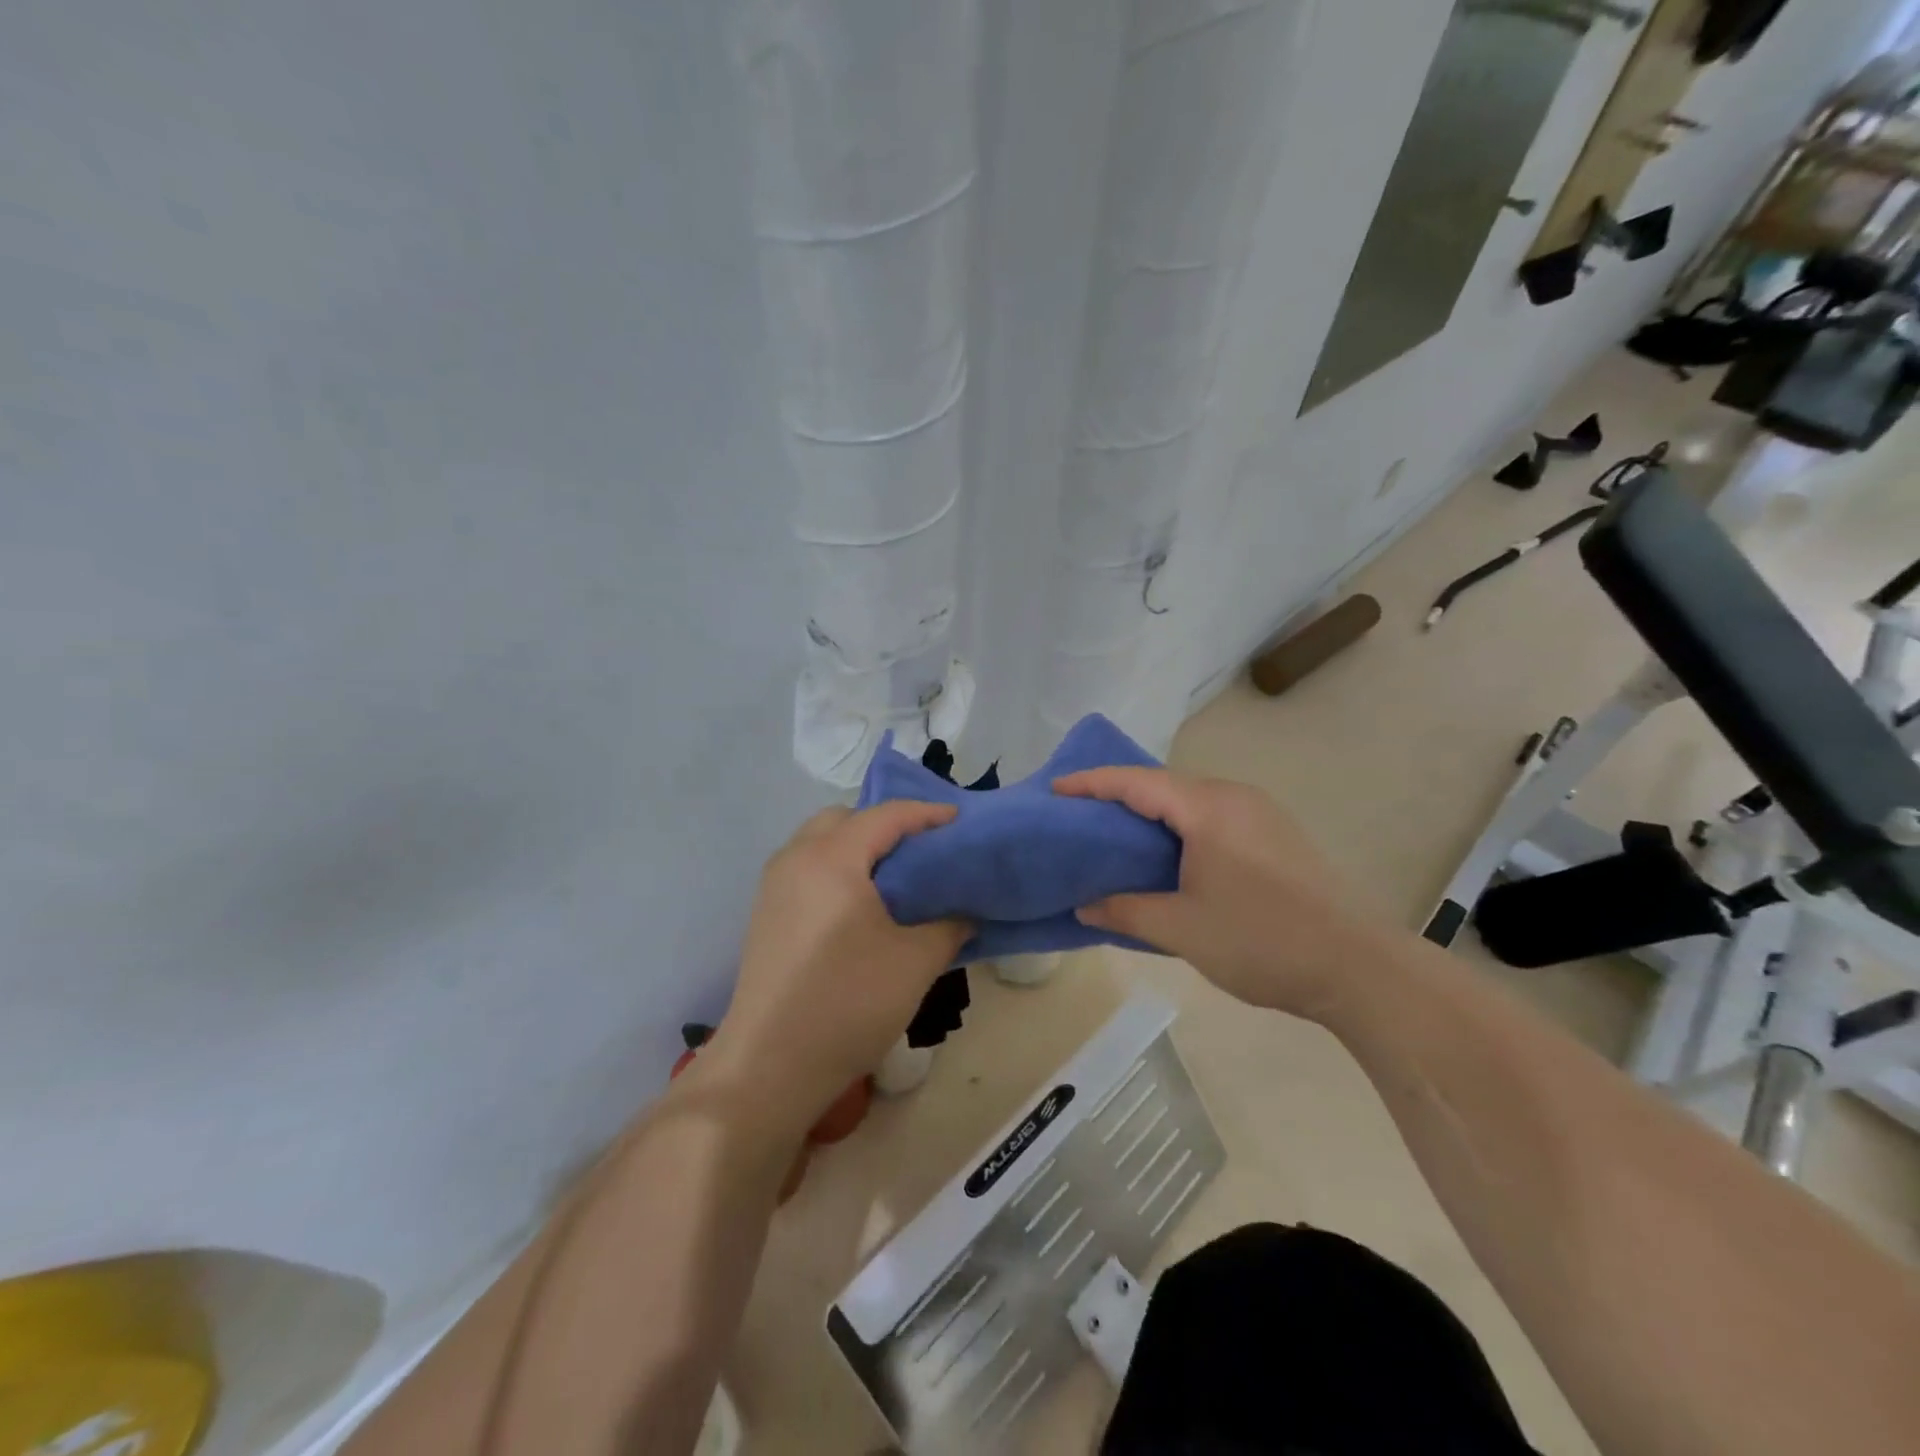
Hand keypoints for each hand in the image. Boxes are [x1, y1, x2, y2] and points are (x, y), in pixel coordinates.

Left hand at [703, 802, 968, 1130]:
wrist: (769, 1066)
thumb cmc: (848, 1002)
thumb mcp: (915, 962)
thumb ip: (950, 925)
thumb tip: (966, 912)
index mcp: (831, 858)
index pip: (886, 815)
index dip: (927, 814)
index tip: (961, 823)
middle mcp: (796, 859)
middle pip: (846, 819)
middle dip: (887, 825)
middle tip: (924, 851)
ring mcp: (774, 887)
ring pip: (821, 842)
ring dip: (859, 847)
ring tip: (897, 878)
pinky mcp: (766, 914)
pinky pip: (808, 869)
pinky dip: (839, 868)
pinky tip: (863, 906)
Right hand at [1053, 767, 1374, 1019]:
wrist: (1359, 968)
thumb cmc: (1261, 941)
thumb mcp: (1181, 929)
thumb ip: (1125, 910)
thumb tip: (1084, 905)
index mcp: (1208, 808)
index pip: (1136, 782)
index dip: (1091, 783)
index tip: (1055, 789)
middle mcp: (1234, 797)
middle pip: (1163, 785)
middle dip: (1118, 795)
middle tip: (1078, 814)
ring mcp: (1261, 813)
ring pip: (1190, 800)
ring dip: (1151, 812)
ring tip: (1115, 833)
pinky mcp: (1276, 835)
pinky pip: (1213, 816)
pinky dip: (1179, 826)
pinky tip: (1167, 853)